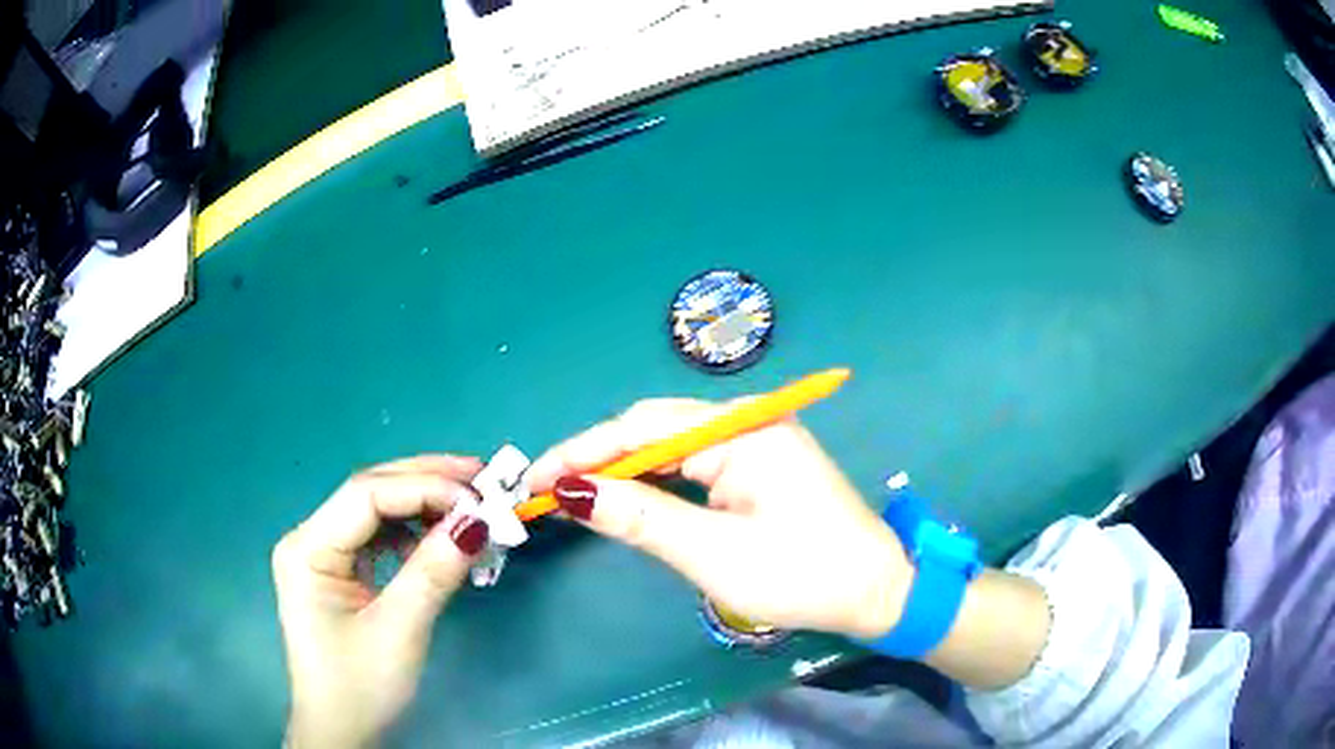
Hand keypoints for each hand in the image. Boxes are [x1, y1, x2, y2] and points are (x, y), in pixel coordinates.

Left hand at [272, 455, 490, 747]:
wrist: (342, 730)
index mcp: (307, 548)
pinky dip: (412, 532)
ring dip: (422, 504)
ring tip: (468, 506)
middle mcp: (309, 539)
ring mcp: (322, 554)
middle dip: (426, 482)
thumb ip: (434, 571)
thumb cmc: (362, 686)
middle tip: (481, 479)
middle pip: (369, 492)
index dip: (423, 487)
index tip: (478, 497)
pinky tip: (438, 539)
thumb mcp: (400, 629)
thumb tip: (478, 522)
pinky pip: (377, 537)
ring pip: (375, 510)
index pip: (366, 495)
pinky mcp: (339, 572)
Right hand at [527, 399, 909, 638]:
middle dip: (596, 459)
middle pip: (653, 429)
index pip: (642, 427)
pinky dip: (653, 480)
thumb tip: (568, 491)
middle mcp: (747, 421)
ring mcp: (754, 440)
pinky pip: (692, 462)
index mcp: (742, 430)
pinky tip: (625, 496)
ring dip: (621, 470)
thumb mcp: (713, 554)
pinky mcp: (757, 464)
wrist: (876, 592)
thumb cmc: (802, 575)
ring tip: (571, 495)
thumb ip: (639, 517)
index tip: (532, 479)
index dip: (581, 452)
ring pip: (669, 445)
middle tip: (544, 492)